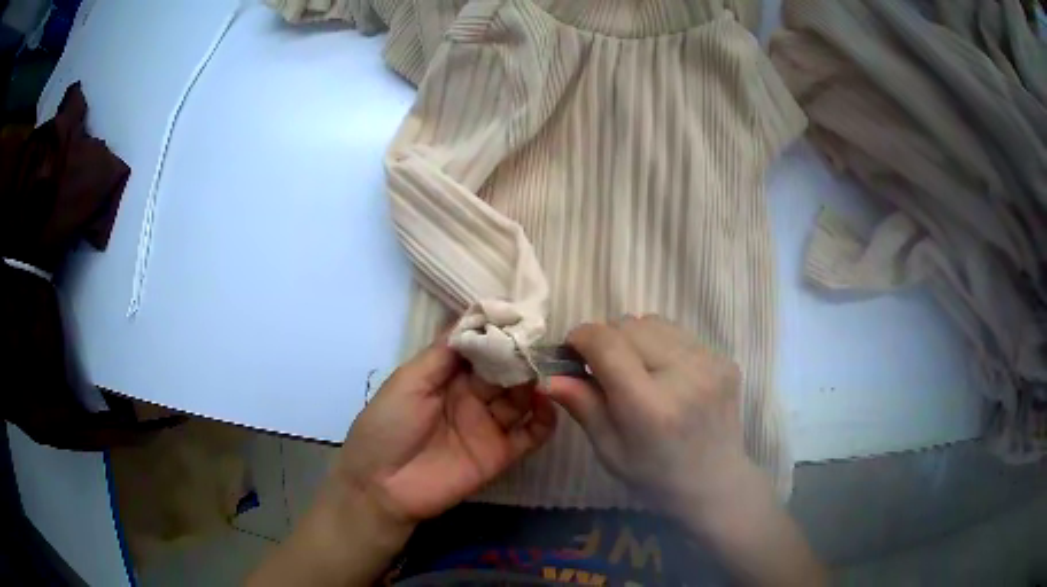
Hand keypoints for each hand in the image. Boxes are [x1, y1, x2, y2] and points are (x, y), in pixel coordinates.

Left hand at [330, 336, 556, 525]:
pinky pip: (532, 434)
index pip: (481, 348)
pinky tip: (546, 402)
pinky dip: (545, 417)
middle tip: (540, 340)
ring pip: (522, 397)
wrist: (381, 486)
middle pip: (505, 370)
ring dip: (535, 382)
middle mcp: (472, 396)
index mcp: (447, 376)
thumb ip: (443, 353)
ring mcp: (488, 425)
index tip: (520, 314)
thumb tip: (475, 315)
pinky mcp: (501, 453)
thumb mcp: (408, 381)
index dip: (498, 332)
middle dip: (521, 355)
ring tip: (546, 368)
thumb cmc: (387, 426)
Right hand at [544, 314, 750, 516]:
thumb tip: (548, 376)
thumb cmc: (655, 476)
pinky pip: (679, 333)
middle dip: (606, 339)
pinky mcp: (724, 359)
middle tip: (602, 368)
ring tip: (635, 369)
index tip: (572, 354)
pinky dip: (661, 345)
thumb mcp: (609, 449)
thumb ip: (582, 406)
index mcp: (649, 405)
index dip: (581, 338)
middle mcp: (684, 374)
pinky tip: (663, 374)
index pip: (606, 343)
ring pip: (654, 323)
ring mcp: (710, 363)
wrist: (715, 482)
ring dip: (634, 338)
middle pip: (628, 326)